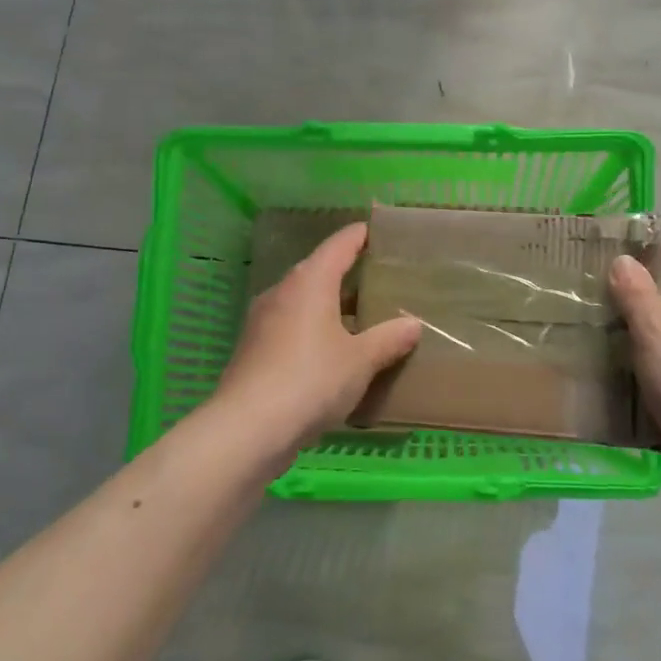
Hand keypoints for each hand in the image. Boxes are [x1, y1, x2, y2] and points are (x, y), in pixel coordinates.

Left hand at [214, 223, 421, 466]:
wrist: (247, 429)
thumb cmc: (311, 380)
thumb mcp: (360, 360)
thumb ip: (389, 339)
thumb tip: (413, 324)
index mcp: (310, 281)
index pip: (339, 245)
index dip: (360, 236)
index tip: (378, 231)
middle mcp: (283, 292)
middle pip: (320, 272)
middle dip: (350, 275)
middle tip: (382, 280)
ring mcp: (264, 322)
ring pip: (306, 303)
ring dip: (333, 308)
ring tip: (365, 319)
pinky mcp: (255, 351)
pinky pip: (293, 329)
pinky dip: (316, 332)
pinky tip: (335, 354)